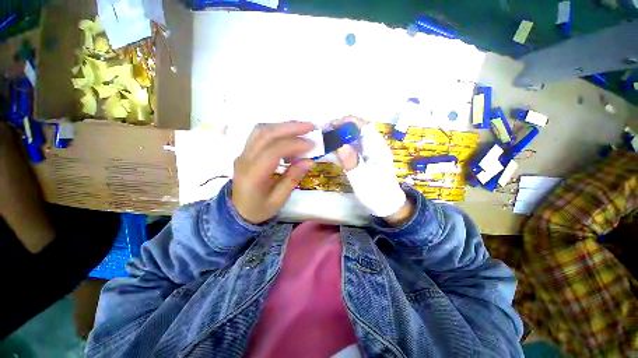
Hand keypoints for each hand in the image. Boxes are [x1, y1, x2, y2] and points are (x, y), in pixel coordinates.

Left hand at [232, 121, 314, 223]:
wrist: (237, 212)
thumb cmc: (259, 209)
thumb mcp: (279, 199)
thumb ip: (293, 178)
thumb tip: (309, 161)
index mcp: (253, 175)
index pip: (273, 151)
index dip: (294, 145)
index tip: (312, 145)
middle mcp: (245, 160)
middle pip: (265, 134)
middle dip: (290, 127)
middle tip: (311, 127)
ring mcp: (243, 153)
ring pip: (261, 130)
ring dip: (283, 126)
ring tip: (301, 128)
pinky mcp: (245, 151)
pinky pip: (260, 135)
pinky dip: (276, 130)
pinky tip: (289, 135)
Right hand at [333, 116, 413, 225]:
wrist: (387, 204)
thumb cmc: (376, 192)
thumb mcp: (363, 179)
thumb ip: (351, 161)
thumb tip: (340, 144)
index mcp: (377, 148)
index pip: (364, 125)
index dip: (348, 121)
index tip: (331, 125)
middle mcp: (375, 146)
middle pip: (358, 128)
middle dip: (342, 127)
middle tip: (326, 132)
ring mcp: (370, 152)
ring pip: (355, 137)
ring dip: (341, 136)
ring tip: (326, 139)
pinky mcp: (366, 158)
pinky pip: (353, 147)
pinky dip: (343, 146)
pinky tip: (333, 150)